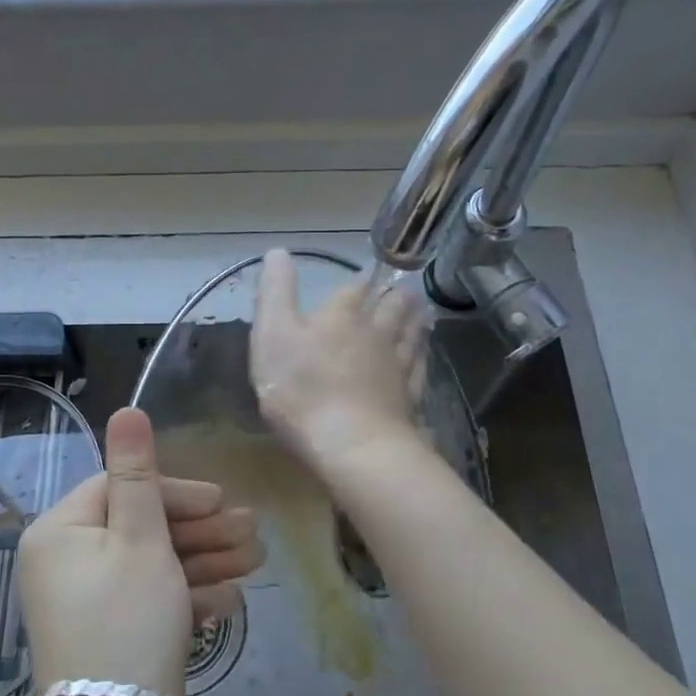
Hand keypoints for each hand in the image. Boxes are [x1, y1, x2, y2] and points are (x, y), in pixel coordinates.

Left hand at [18, 408, 259, 695]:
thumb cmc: (128, 624)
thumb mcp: (141, 540)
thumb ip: (137, 472)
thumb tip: (126, 409)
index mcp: (60, 530)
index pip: (122, 488)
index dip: (176, 493)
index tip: (222, 504)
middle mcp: (64, 560)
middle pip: (140, 527)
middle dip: (199, 532)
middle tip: (252, 535)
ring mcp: (84, 600)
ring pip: (150, 565)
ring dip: (202, 562)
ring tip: (253, 564)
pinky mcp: (105, 634)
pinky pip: (146, 601)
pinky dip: (184, 599)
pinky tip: (226, 602)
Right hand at [251, 248, 427, 467]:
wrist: (350, 445)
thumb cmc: (302, 387)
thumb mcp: (272, 333)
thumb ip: (275, 292)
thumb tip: (278, 251)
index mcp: (342, 315)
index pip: (355, 288)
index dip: (359, 280)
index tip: (365, 275)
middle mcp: (376, 333)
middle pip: (391, 308)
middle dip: (396, 296)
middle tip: (405, 288)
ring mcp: (396, 367)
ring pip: (410, 336)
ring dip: (415, 320)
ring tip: (422, 311)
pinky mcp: (407, 399)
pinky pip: (418, 370)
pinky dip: (422, 357)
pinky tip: (424, 357)